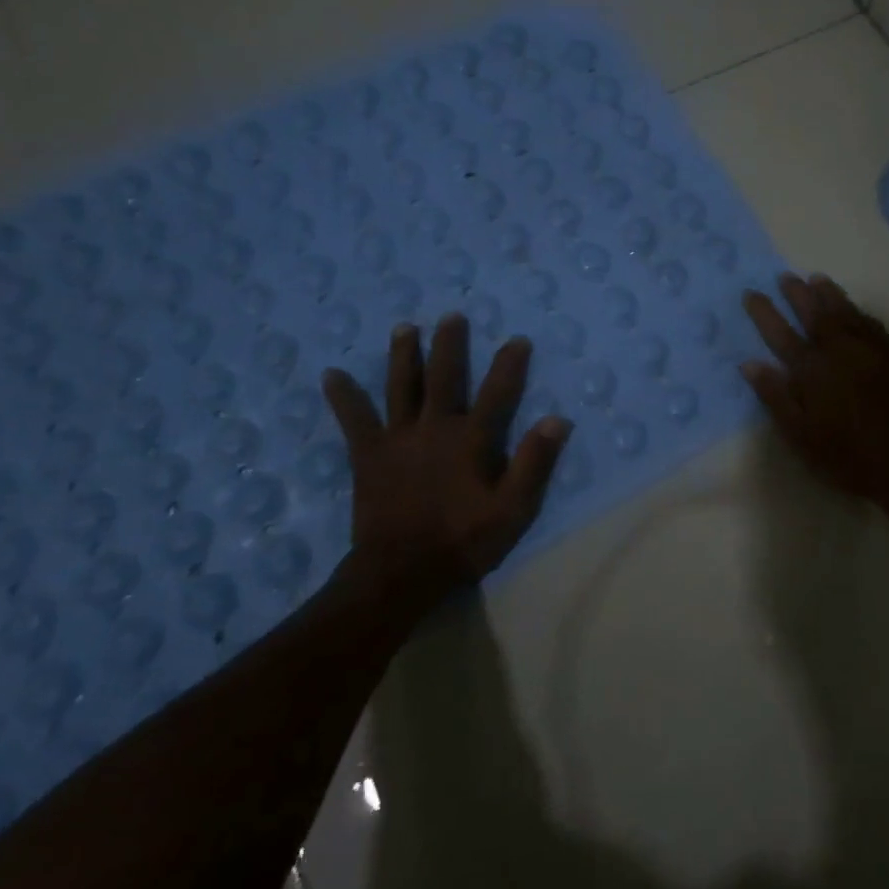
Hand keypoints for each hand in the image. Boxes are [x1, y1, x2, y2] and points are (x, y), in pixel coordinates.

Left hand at [322, 315, 571, 609]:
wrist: (400, 572)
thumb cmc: (462, 541)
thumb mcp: (513, 509)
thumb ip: (534, 463)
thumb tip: (557, 419)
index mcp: (471, 439)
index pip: (497, 392)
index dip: (509, 364)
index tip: (517, 339)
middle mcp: (434, 427)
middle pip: (443, 376)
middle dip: (450, 345)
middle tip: (452, 316)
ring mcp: (398, 438)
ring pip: (400, 387)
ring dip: (402, 355)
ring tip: (404, 327)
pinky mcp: (368, 455)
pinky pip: (354, 419)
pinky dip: (343, 397)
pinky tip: (331, 375)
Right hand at [740, 273, 888, 508]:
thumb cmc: (846, 456)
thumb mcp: (800, 435)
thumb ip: (775, 397)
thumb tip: (750, 363)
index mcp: (812, 370)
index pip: (780, 333)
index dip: (764, 312)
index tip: (751, 293)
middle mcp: (839, 351)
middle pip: (814, 314)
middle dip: (797, 293)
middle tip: (785, 276)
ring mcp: (869, 350)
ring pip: (845, 312)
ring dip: (829, 294)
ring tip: (816, 279)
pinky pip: (871, 323)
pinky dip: (858, 311)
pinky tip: (853, 308)